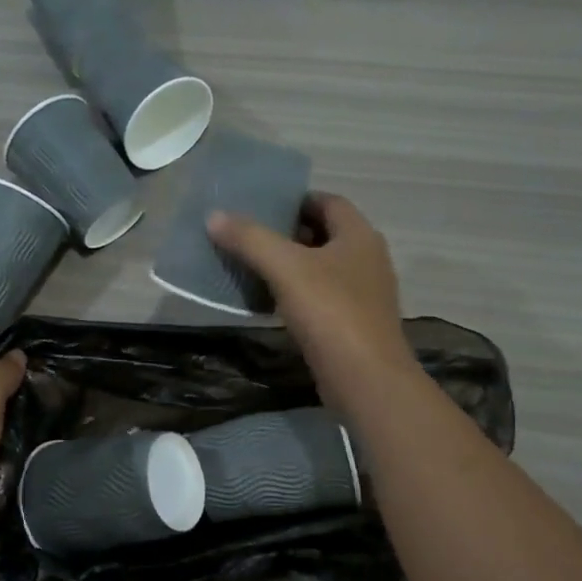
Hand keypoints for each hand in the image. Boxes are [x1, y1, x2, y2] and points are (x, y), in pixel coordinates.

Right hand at [208, 194, 416, 408]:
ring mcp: (363, 295)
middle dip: (288, 233)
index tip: (260, 207)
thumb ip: (250, 240)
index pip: (328, 202)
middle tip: (248, 237)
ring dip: (291, 267)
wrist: (365, 379)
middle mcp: (367, 259)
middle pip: (325, 235)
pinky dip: (297, 295)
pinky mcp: (353, 325)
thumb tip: (214, 216)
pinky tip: (270, 304)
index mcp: (359, 236)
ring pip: (322, 269)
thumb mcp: (285, 269)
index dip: (295, 200)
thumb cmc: (330, 313)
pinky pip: (321, 299)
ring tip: (252, 268)